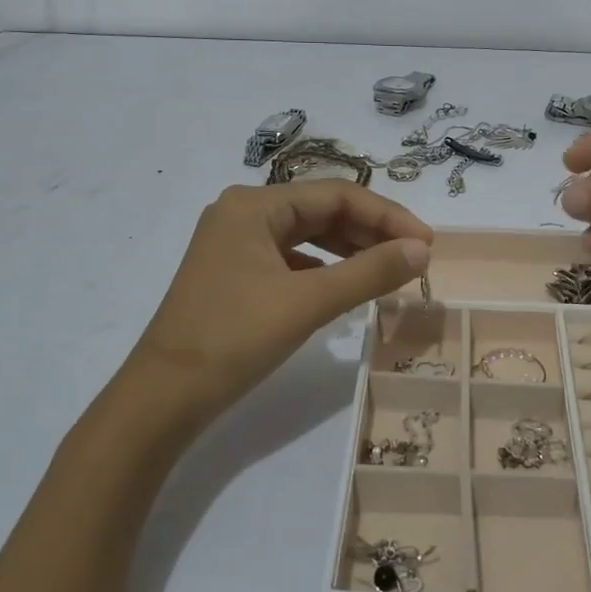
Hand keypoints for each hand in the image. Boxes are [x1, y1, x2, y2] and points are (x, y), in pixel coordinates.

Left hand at [122, 182, 431, 421]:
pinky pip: (290, 259)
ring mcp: (234, 244)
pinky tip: (345, 287)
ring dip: (350, 250)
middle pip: (322, 210)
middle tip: (414, 259)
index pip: (337, 195)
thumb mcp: (308, 302)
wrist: (163, 397)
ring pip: (307, 235)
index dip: (388, 216)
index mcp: (254, 204)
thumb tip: (422, 250)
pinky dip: (324, 269)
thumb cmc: (234, 338)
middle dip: (371, 232)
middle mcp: (242, 213)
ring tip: (389, 271)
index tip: (427, 244)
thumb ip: (370, 272)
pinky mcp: (234, 273)